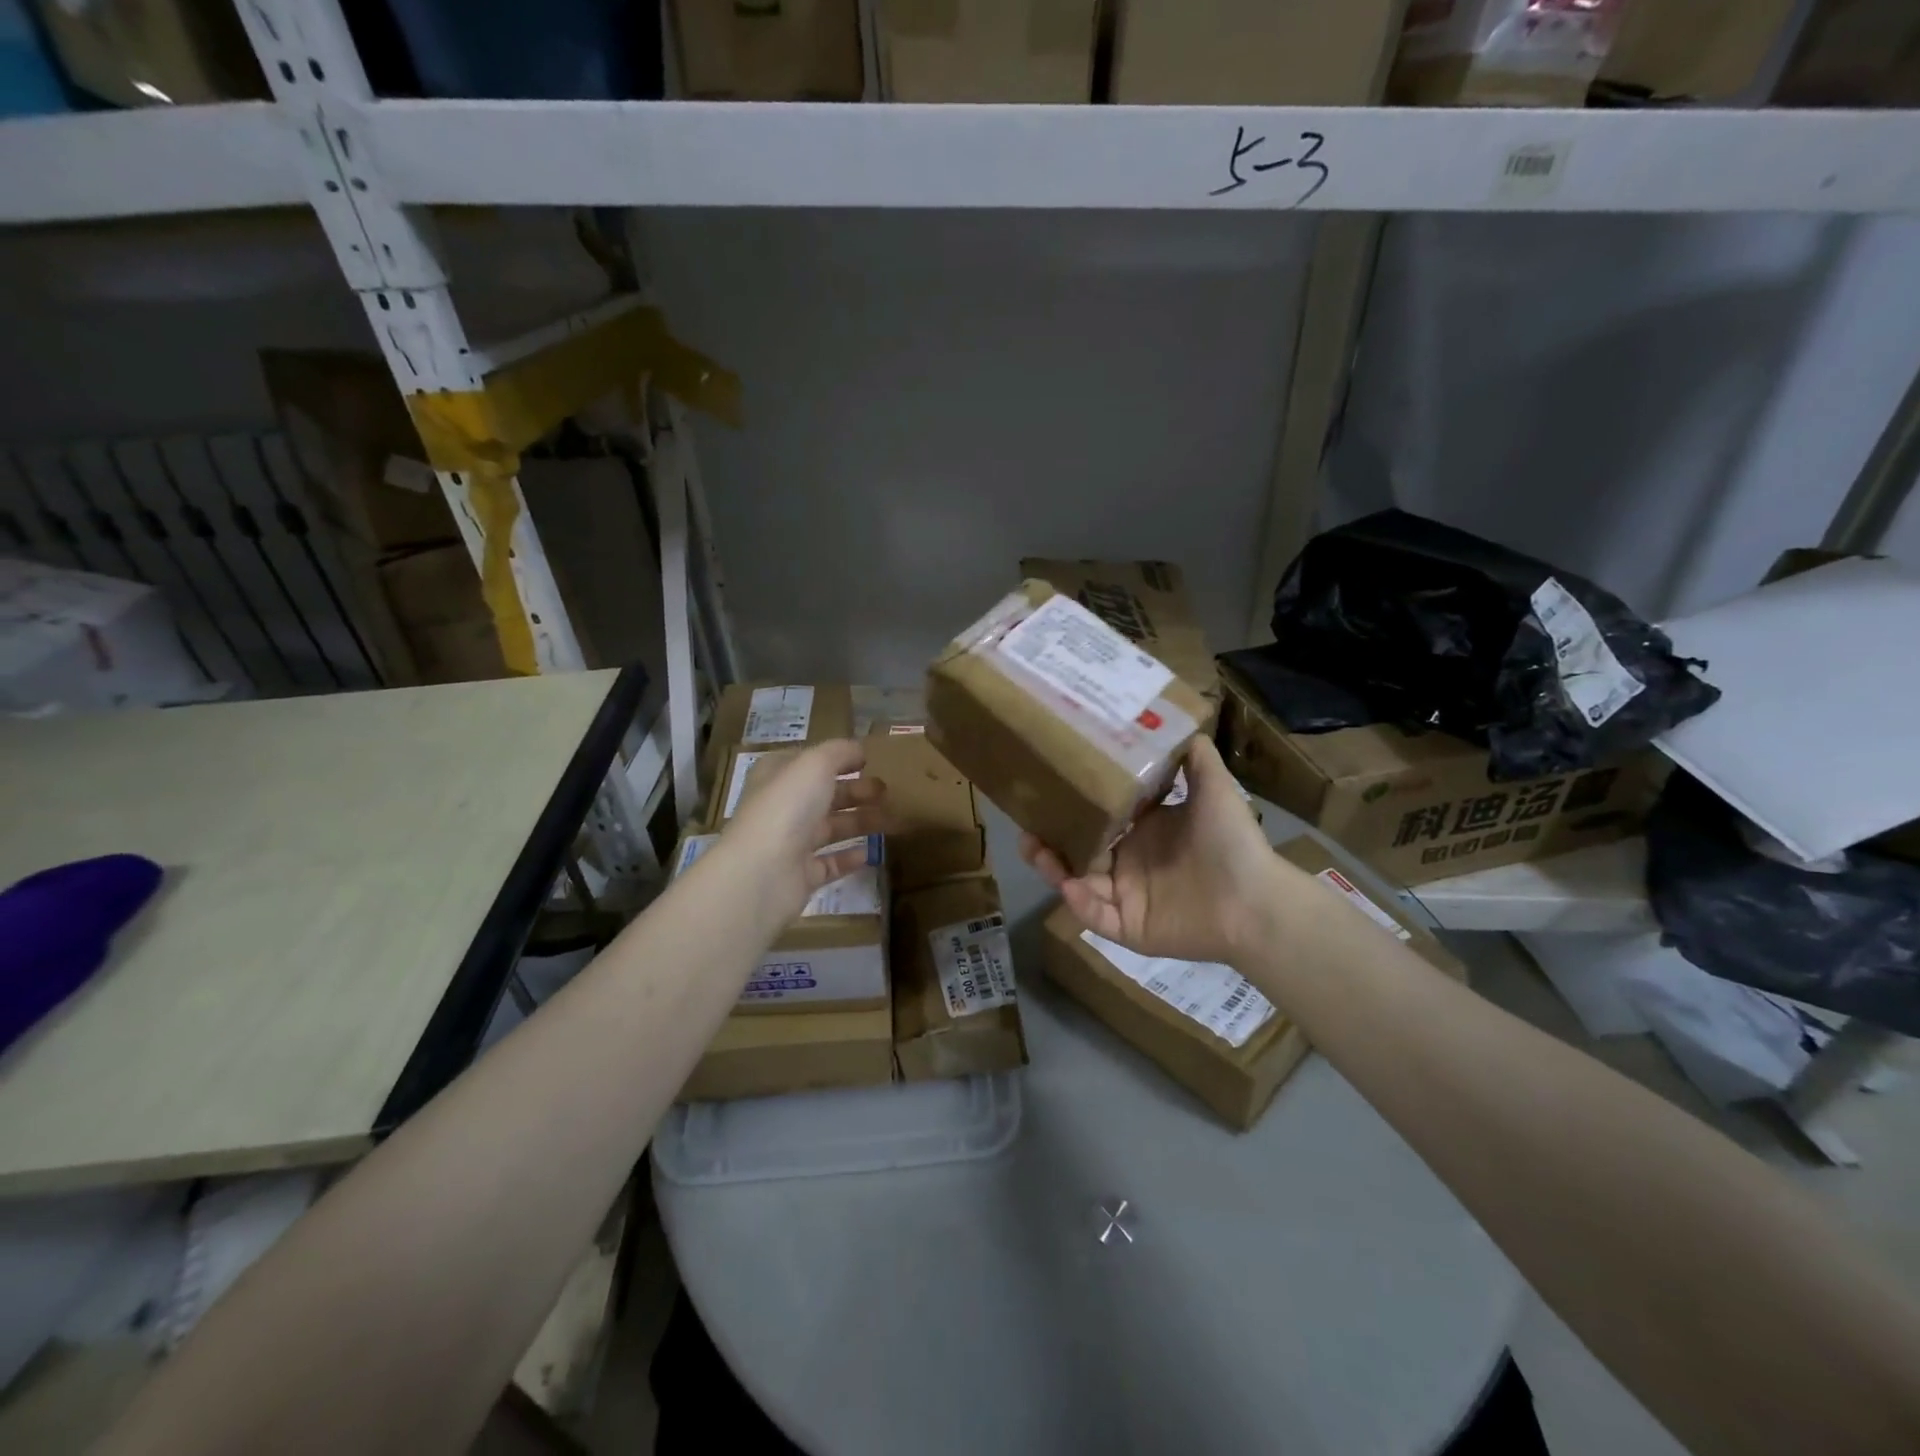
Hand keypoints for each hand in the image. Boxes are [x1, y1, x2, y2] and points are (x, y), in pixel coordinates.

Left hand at [720, 740, 886, 922]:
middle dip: (856, 791)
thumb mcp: (815, 764)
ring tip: (893, 819)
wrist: (762, 872)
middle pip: (824, 795)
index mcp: (777, 776)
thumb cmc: (787, 807)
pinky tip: (872, 852)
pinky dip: (851, 857)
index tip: (868, 760)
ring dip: (860, 822)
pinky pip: (831, 863)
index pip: (808, 761)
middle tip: (888, 791)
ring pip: (831, 828)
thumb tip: (859, 749)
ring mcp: (790, 843)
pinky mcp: (801, 875)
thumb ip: (839, 751)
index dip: (836, 758)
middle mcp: (781, 807)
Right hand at [1021, 737, 1279, 966]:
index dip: (1073, 808)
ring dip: (1053, 869)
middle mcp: (1130, 864)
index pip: (1098, 819)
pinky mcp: (1129, 929)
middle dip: (1049, 841)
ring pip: (1077, 884)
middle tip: (1025, 826)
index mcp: (1144, 832)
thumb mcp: (1215, 788)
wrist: (1257, 901)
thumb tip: (1174, 721)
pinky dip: (1080, 905)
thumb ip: (1194, 757)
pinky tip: (1070, 886)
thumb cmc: (1232, 843)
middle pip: (1078, 853)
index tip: (1047, 789)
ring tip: (1033, 850)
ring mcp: (1127, 898)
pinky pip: (1096, 918)